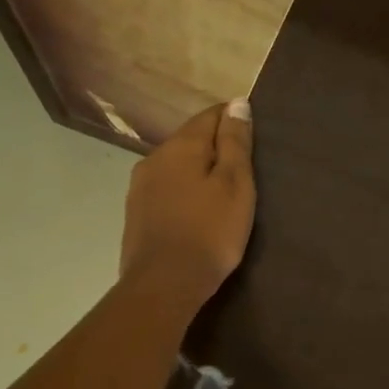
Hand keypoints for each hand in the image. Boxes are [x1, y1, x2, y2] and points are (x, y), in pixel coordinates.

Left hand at [120, 99, 256, 311]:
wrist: (164, 285)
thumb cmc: (209, 233)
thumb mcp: (235, 185)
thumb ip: (235, 143)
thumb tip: (237, 103)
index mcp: (180, 146)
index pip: (210, 116)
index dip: (233, 120)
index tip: (252, 138)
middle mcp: (153, 158)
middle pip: (189, 140)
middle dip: (214, 147)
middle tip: (242, 170)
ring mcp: (140, 188)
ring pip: (175, 166)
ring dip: (197, 172)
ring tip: (220, 193)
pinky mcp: (136, 214)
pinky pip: (165, 190)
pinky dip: (183, 193)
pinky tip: (196, 212)